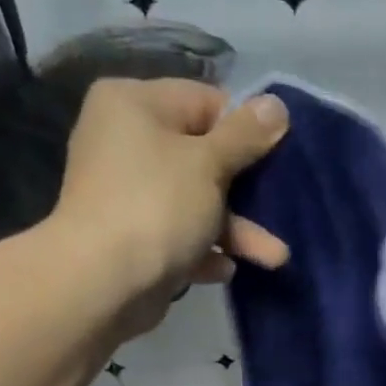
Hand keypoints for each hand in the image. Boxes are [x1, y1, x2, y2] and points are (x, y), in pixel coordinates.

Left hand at [41, 79, 289, 333]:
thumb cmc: (156, 206)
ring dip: (238, 230)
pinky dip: (206, 251)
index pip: (205, 102)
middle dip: (248, 191)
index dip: (245, 130)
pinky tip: (225, 269)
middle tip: (282, 207)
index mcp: (135, 104)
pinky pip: (181, 236)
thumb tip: (277, 104)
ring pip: (198, 202)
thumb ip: (246, 135)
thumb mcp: (209, 164)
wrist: (102, 282)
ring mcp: (129, 192)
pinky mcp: (135, 237)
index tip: (278, 158)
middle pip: (204, 156)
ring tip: (276, 258)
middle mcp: (126, 141)